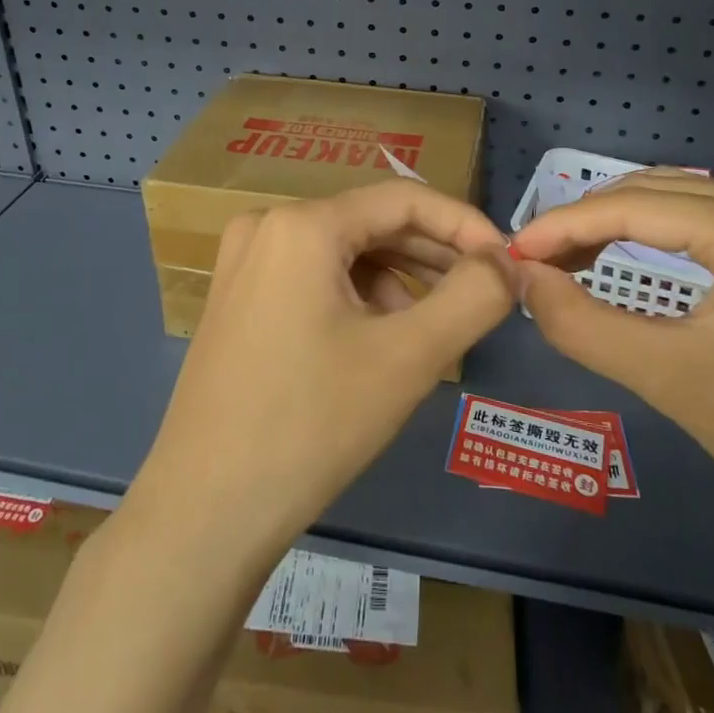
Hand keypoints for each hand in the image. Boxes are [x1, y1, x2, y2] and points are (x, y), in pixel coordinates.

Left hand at [124, 181, 520, 564]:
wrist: (205, 513)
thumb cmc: (311, 425)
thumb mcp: (408, 358)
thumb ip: (473, 297)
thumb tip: (508, 261)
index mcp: (302, 223)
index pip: (404, 199)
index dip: (464, 225)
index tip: (507, 263)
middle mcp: (267, 224)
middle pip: (372, 223)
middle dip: (433, 256)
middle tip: (483, 296)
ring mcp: (245, 261)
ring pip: (345, 251)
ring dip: (398, 279)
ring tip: (434, 327)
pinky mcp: (238, 296)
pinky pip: (314, 275)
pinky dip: (358, 296)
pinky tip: (380, 339)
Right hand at [511, 171, 713, 531]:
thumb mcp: (666, 376)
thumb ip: (579, 322)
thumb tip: (521, 277)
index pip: (635, 207)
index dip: (564, 225)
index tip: (513, 250)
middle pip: (654, 193)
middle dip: (586, 223)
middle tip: (534, 260)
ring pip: (677, 200)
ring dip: (616, 224)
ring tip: (566, 258)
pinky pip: (705, 218)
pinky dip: (654, 233)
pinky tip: (621, 254)